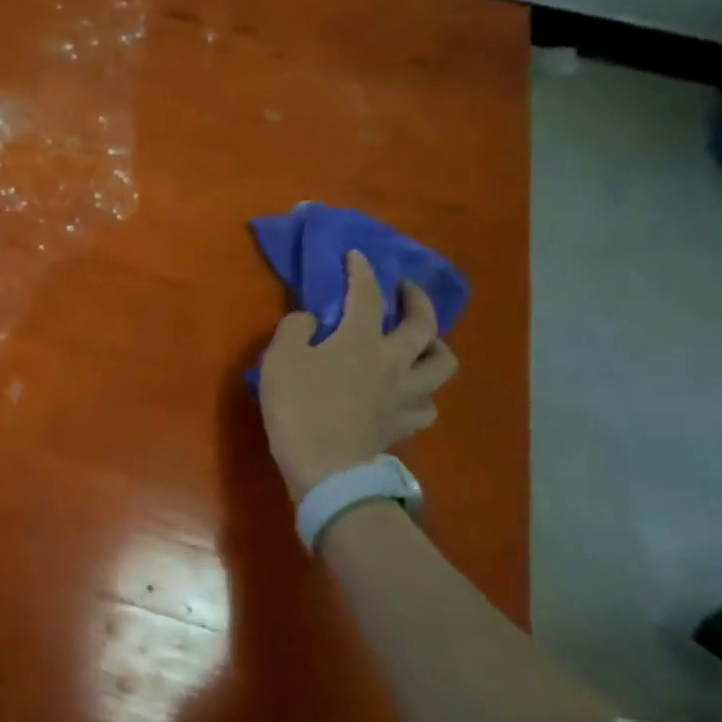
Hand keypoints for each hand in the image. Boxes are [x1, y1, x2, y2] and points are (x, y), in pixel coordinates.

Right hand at [258, 250, 457, 500]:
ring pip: (442, 365)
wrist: (324, 466)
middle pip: (424, 324)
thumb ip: (295, 328)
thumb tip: (311, 321)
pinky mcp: (403, 424)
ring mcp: (404, 394)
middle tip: (405, 291)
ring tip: (421, 343)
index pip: (367, 294)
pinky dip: (423, 393)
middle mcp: (393, 361)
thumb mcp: (279, 358)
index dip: (362, 270)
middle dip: (418, 300)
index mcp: (360, 340)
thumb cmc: (298, 405)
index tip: (357, 255)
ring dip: (436, 347)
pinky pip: (427, 405)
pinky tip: (409, 392)